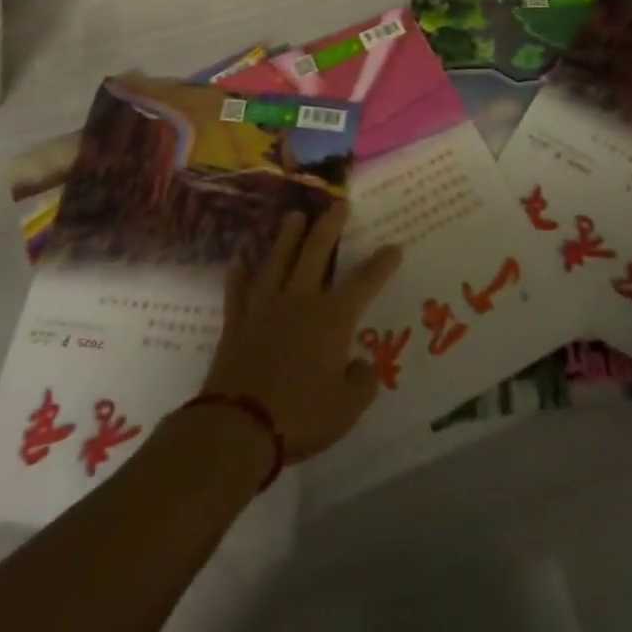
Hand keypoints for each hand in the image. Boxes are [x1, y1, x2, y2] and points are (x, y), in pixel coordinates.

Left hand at [203, 202, 401, 462]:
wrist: (239, 427)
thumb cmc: (301, 416)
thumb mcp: (348, 408)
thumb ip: (363, 382)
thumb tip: (364, 364)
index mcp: (332, 318)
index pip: (364, 282)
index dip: (382, 263)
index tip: (394, 246)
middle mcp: (300, 300)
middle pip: (316, 252)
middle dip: (330, 225)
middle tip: (339, 204)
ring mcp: (264, 307)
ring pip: (277, 260)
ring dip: (287, 236)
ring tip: (295, 215)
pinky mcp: (236, 322)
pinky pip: (237, 290)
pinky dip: (238, 272)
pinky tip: (238, 257)